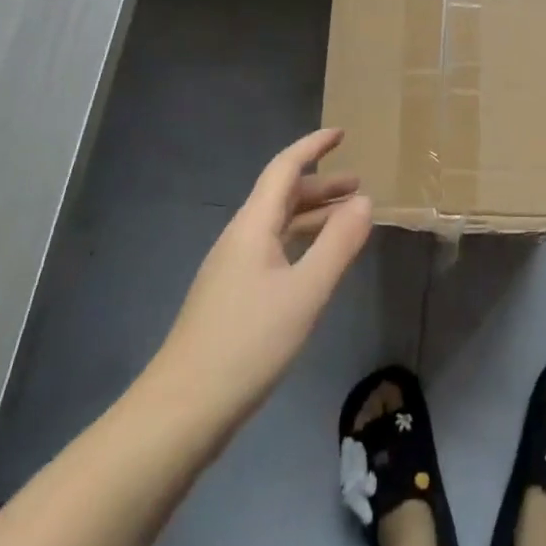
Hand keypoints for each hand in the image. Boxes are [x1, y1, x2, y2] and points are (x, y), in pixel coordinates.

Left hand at [140, 129, 373, 442]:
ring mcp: (231, 269)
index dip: (312, 147)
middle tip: (359, 188)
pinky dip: (300, 244)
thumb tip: (364, 200)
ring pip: (277, 226)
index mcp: (253, 225)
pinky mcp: (230, 297)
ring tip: (348, 223)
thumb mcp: (305, 292)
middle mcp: (239, 238)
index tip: (341, 134)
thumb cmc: (247, 344)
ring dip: (312, 216)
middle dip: (321, 186)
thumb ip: (338, 244)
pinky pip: (272, 251)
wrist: (181, 412)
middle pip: (282, 196)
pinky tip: (316, 266)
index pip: (284, 168)